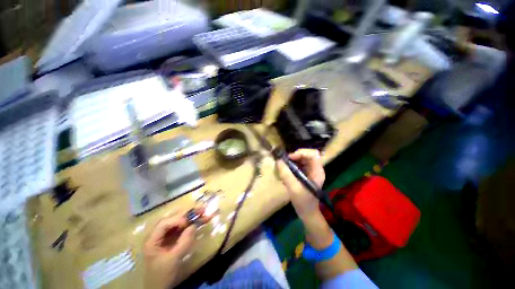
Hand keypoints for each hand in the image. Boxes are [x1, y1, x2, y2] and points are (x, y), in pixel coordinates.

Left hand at [144, 214, 195, 288]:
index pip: (164, 223)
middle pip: (172, 219)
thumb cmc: (163, 274)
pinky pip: (181, 229)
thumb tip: (194, 225)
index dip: (177, 220)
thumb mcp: (174, 259)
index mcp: (152, 240)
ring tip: (203, 213)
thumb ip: (184, 241)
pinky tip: (199, 221)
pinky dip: (190, 225)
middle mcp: (157, 235)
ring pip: (178, 223)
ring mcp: (165, 237)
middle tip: (202, 210)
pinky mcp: (171, 240)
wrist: (160, 288)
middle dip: (188, 214)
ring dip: (191, 218)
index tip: (190, 223)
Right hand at [276, 149, 324, 218]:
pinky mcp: (305, 173)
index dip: (301, 153)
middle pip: (306, 154)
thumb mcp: (294, 188)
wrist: (307, 213)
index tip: (289, 158)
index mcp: (317, 171)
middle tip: (284, 162)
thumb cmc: (303, 202)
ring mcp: (310, 170)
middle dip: (294, 156)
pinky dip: (290, 165)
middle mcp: (315, 168)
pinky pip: (297, 164)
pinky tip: (285, 171)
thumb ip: (286, 174)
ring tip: (283, 167)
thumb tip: (278, 161)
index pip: (312, 154)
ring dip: (291, 160)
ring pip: (301, 158)